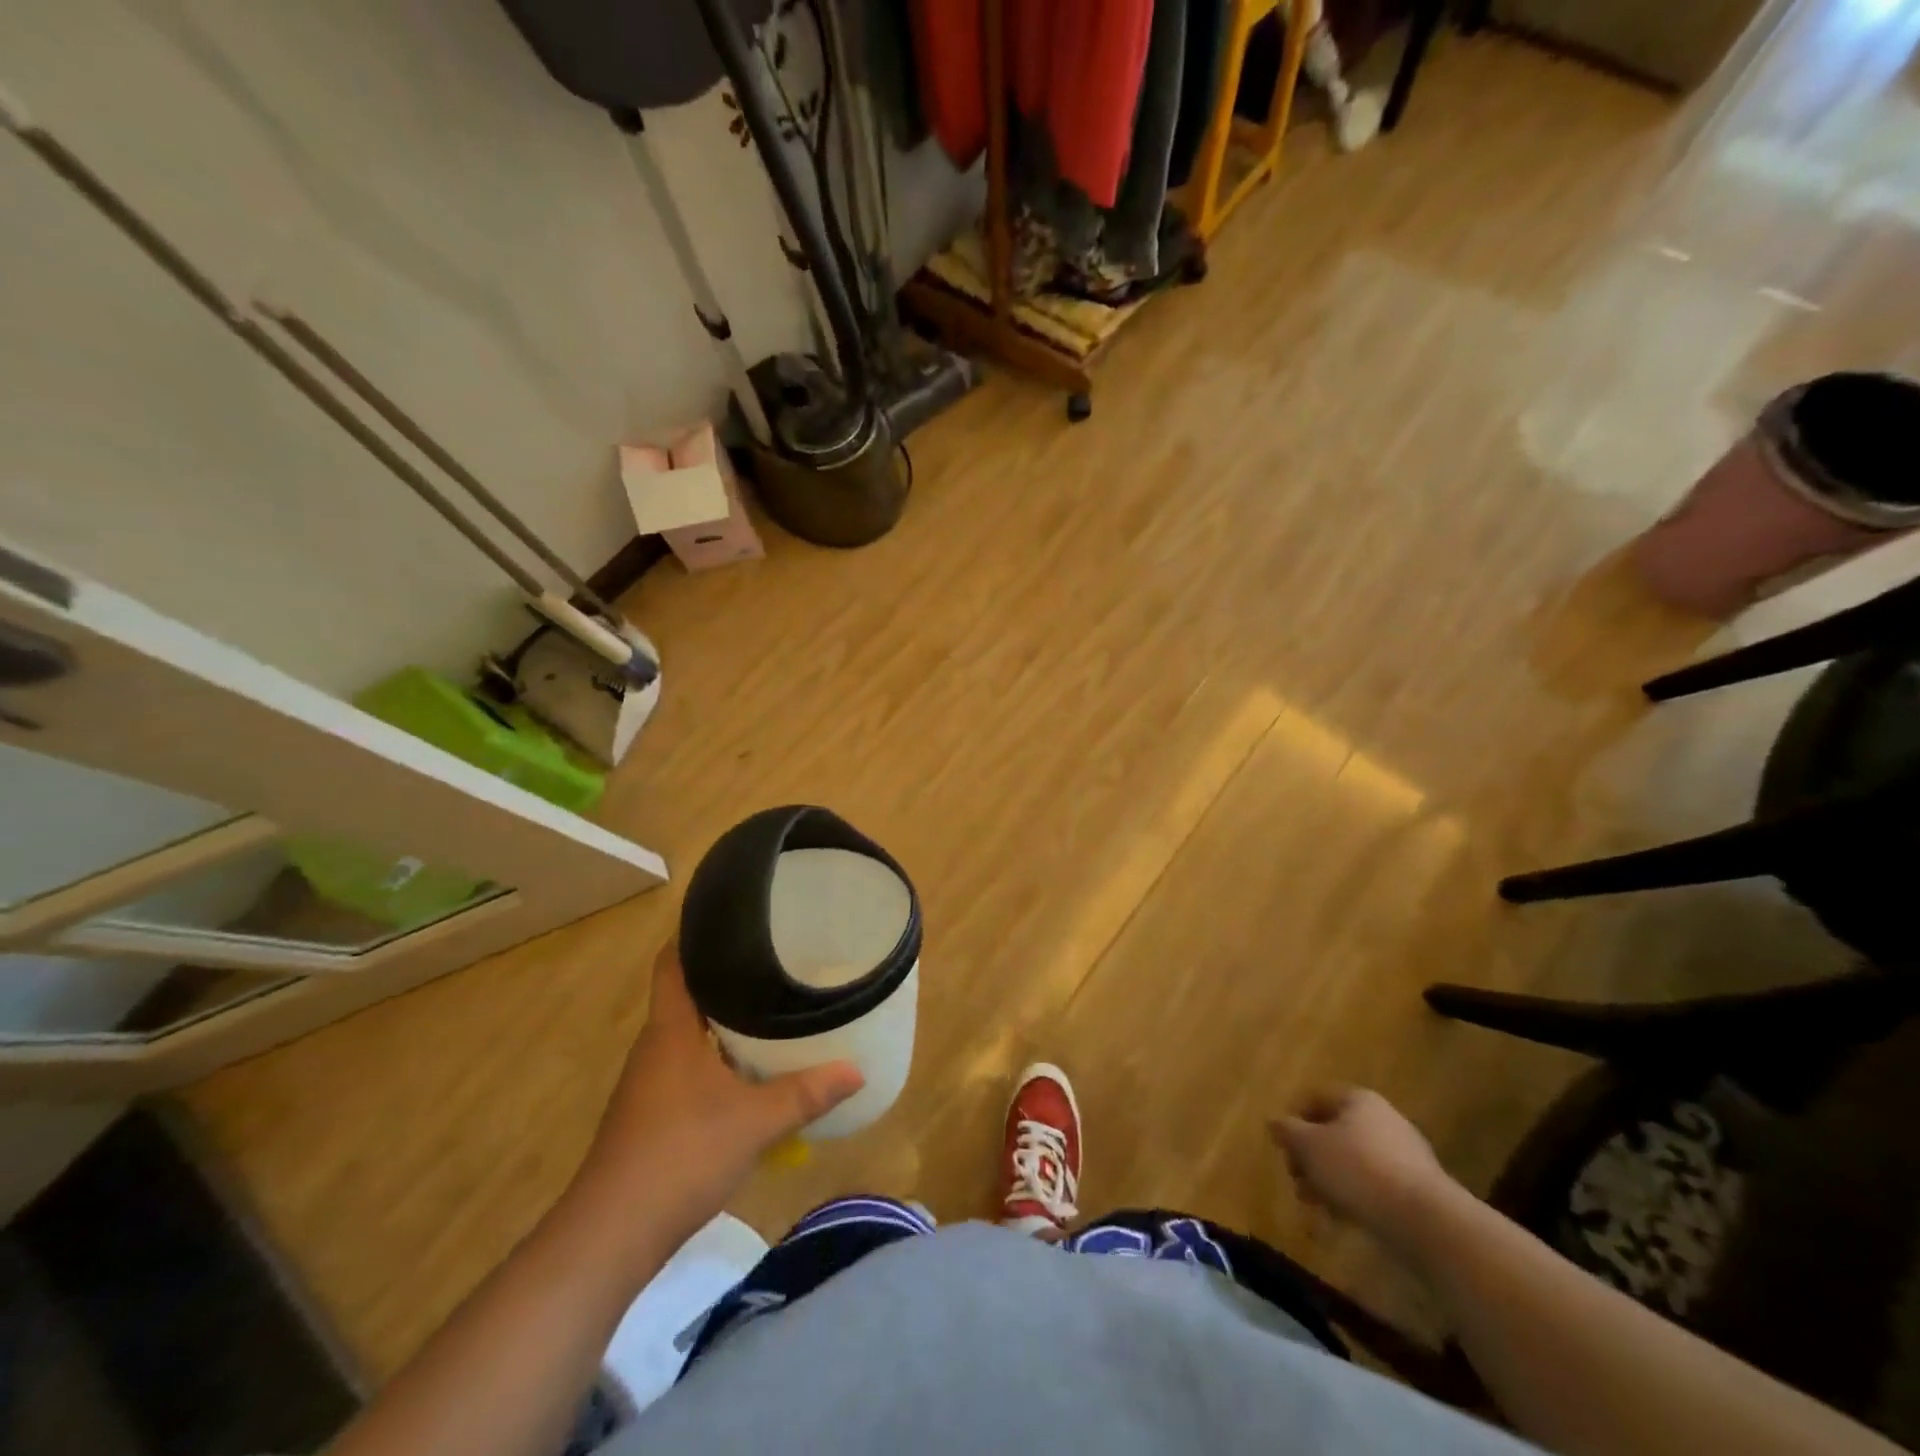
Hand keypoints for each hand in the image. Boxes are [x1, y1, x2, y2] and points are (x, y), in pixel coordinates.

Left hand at [571, 942, 863, 1260]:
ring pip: (689, 1034)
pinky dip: (717, 1057)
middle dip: (725, 976)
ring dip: (722, 1021)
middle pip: (686, 994)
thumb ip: (805, 1093)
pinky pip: (688, 1066)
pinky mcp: (651, 1114)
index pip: (673, 962)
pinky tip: (748, 1071)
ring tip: (770, 1006)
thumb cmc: (679, 1156)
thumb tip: (858, 1070)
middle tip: (773, 959)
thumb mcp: (754, 1122)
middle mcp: (655, 1047)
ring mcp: (649, 1083)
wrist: (610, 1236)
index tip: (733, 917)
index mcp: (670, 1029)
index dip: (695, 934)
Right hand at [1269, 1088, 1456, 1253]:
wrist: (1425, 1221)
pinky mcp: (1416, 1188)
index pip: (1316, 1099)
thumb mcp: (1308, 1146)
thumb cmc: (1357, 1169)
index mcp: (1357, 1099)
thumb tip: (1275, 1122)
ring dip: (1329, 1180)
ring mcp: (1404, 1154)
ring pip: (1352, 1161)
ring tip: (1316, 1206)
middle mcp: (1382, 1119)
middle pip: (1333, 1132)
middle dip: (1311, 1158)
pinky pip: (1374, 1185)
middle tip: (1297, 1181)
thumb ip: (1287, 1131)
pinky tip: (1343, 1219)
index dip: (1294, 1121)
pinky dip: (1355, 1197)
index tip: (1284, 1149)